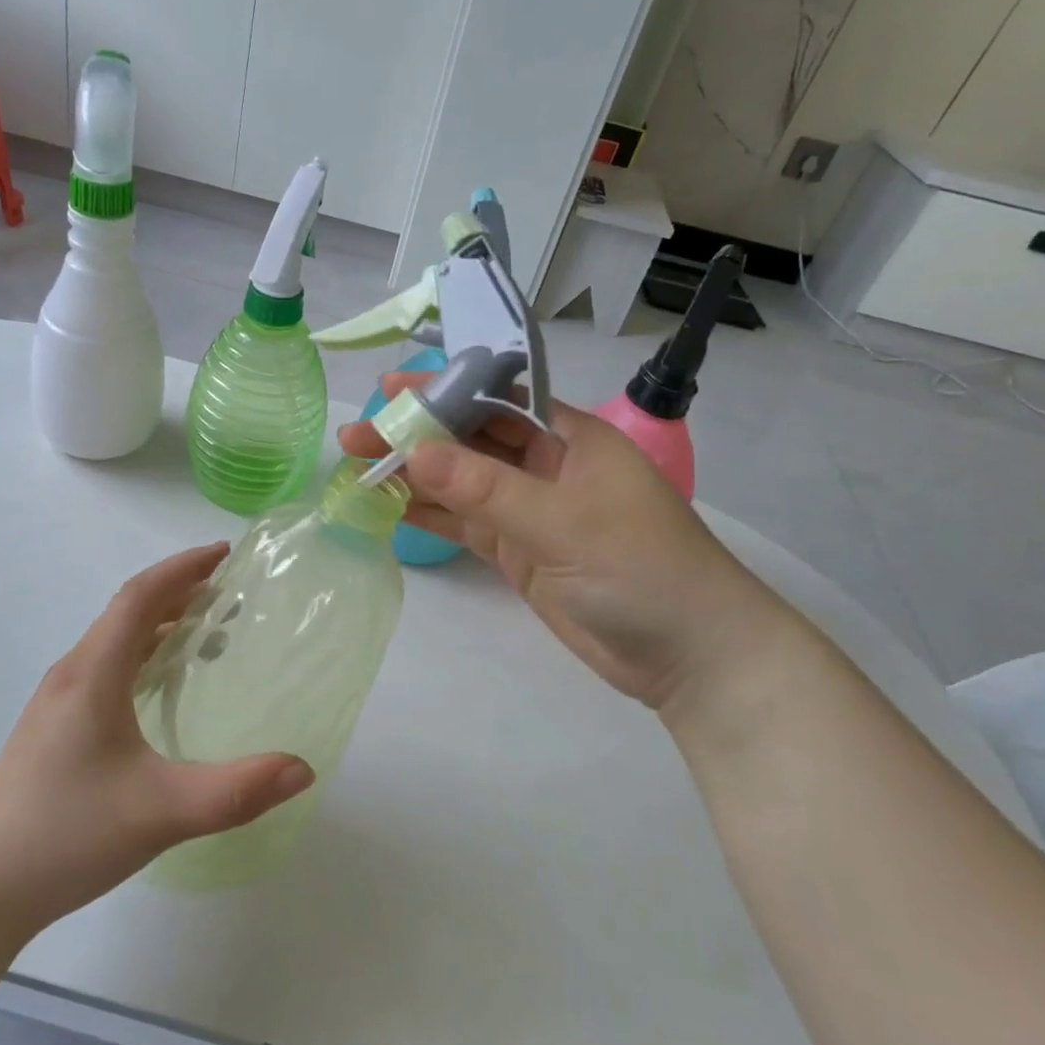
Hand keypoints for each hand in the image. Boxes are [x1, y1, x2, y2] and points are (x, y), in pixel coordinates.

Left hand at [0, 545, 313, 930]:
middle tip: (227, 592)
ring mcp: (57, 700)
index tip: (224, 554)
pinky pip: (106, 666)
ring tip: (206, 634)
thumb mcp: (162, 812)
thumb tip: (303, 769)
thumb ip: (236, 791)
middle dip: (178, 591)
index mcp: (93, 674)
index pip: (139, 596)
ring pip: (114, 639)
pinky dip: (142, 654)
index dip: (182, 568)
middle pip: (127, 611)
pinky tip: (160, 686)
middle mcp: (72, 674)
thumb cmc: (67, 835)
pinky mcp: (54, 726)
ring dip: (160, 623)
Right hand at [340, 374, 794, 708]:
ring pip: (460, 484)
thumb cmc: (641, 569)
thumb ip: (485, 488)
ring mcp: (529, 512)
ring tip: (358, 469)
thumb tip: (414, 451)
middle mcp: (546, 466)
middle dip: (415, 435)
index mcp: (569, 438)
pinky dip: (429, 515)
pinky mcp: (518, 552)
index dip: (443, 390)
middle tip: (356, 437)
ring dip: (413, 476)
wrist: (688, 655)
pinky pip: (465, 524)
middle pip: (470, 441)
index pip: (496, 400)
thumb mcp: (562, 521)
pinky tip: (388, 506)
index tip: (390, 389)